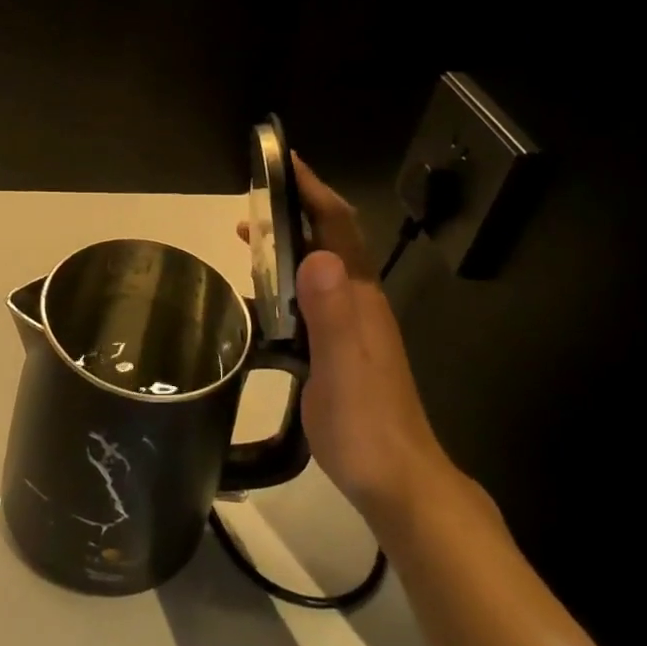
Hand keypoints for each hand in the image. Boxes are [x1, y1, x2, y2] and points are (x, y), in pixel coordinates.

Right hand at [242, 155, 454, 535]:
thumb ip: (333, 313)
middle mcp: (359, 304)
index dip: (314, 192)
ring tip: (248, 239)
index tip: (286, 163)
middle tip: (252, 202)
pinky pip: (312, 298)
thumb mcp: (343, 369)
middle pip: (330, 241)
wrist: (398, 482)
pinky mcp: (341, 349)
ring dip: (289, 245)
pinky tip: (263, 299)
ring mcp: (353, 327)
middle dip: (295, 212)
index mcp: (359, 300)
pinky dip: (286, 281)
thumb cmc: (366, 426)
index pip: (338, 230)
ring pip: (320, 269)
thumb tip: (316, 254)